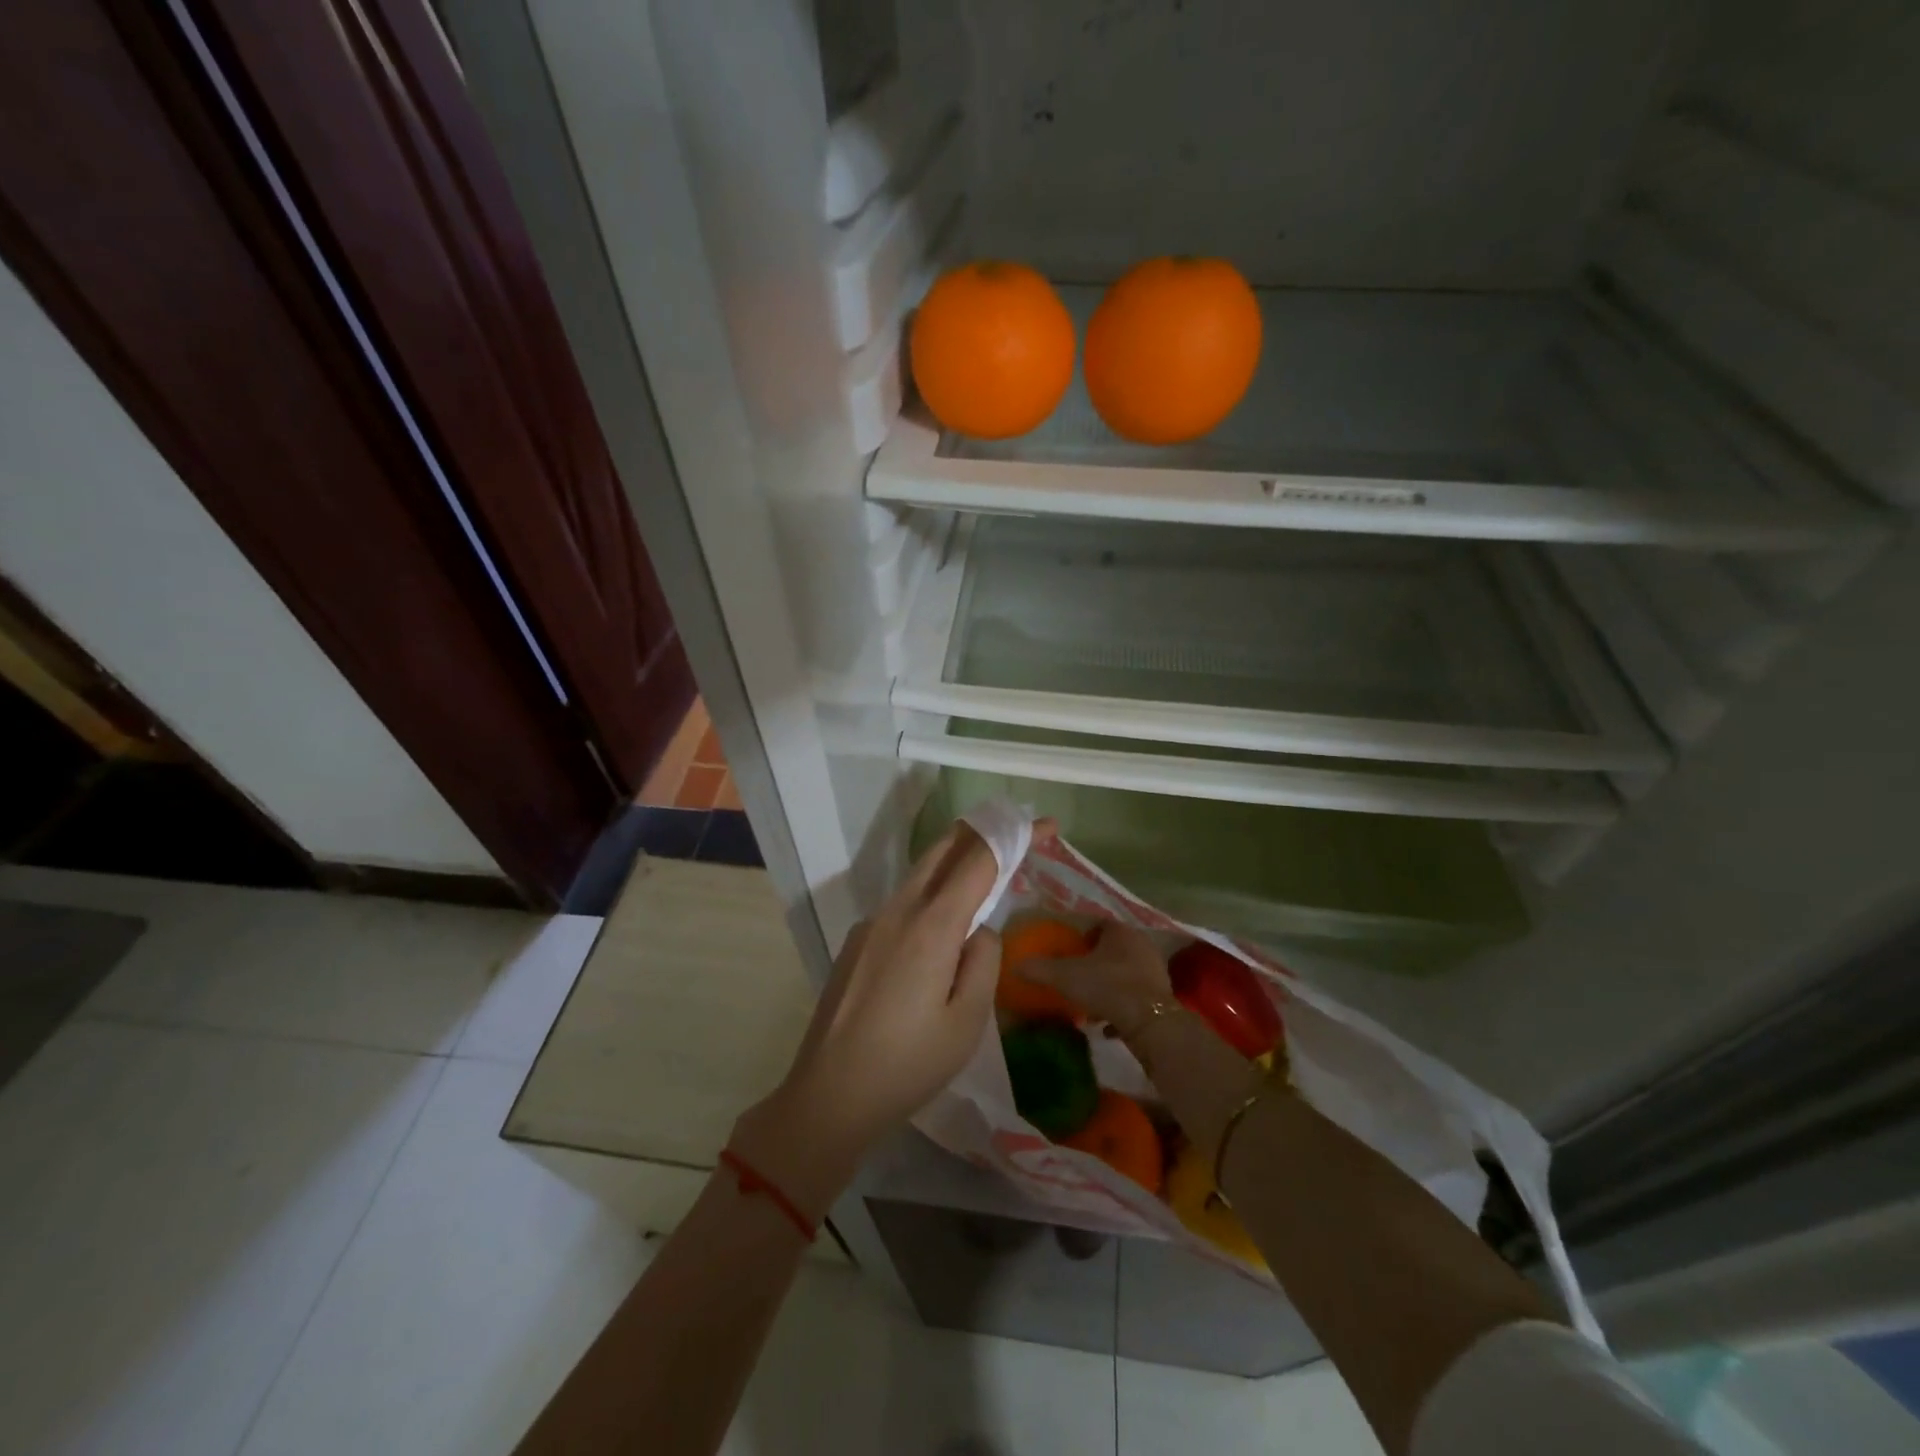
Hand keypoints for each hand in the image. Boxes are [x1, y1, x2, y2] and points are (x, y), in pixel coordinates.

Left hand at [732, 820, 1009, 1217]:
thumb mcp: (967, 1022)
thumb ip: (984, 962)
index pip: (979, 861)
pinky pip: (904, 903)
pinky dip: (933, 894)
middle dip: (983, 832)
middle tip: (1017, 834)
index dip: (1014, 838)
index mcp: (930, 926)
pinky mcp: (858, 942)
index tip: (1044, 825)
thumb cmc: (908, 1065)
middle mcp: (898, 911)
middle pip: (943, 850)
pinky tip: (942, 929)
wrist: (829, 1095)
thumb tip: (979, 930)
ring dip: (956, 860)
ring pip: (920, 874)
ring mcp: (871, 923)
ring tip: (988, 874)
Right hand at [1016, 922, 1172, 1037]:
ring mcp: (1155, 970)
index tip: (1068, 949)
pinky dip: (1121, 1006)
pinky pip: (1135, 996)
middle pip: (1113, 948)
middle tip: (1076, 974)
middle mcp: (1140, 944)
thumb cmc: (1107, 986)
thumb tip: (1014, 965)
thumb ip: (1039, 969)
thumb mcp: (1065, 977)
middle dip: (1095, 960)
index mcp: (1120, 931)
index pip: (1099, 924)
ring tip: (1089, 1001)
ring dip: (1109, 984)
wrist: (1150, 1022)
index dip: (1082, 935)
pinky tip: (1106, 1023)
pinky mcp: (1162, 996)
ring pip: (1125, 972)